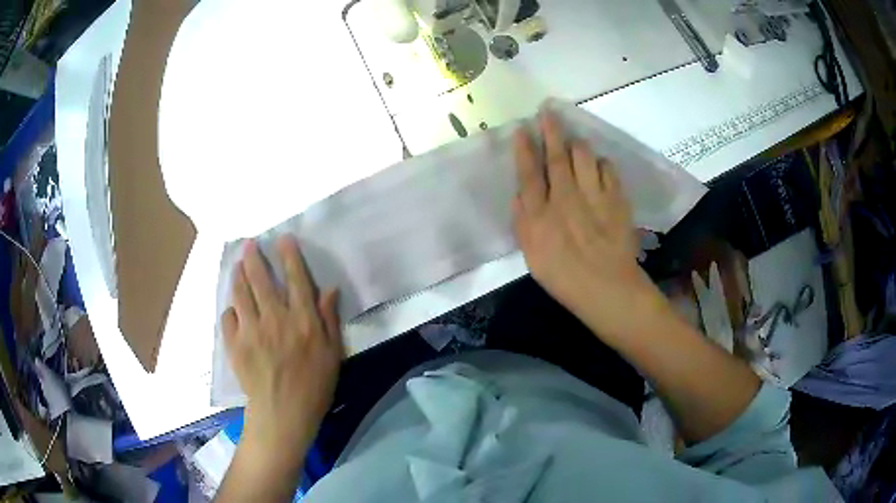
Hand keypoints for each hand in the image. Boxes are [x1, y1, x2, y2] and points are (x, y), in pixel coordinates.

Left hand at [221, 237, 342, 449]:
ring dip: (238, 274)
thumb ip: (329, 319)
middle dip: (254, 256)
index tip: (283, 239)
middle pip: (260, 278)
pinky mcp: (234, 343)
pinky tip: (233, 308)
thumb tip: (329, 289)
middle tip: (249, 243)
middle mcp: (275, 317)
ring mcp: (251, 329)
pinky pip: (228, 317)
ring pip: (240, 292)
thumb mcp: (333, 354)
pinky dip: (230, 309)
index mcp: (302, 320)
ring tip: (237, 265)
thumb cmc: (314, 386)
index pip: (296, 278)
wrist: (283, 414)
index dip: (289, 255)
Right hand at [512, 111, 667, 339]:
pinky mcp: (616, 199)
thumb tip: (519, 194)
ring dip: (577, 144)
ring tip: (573, 140)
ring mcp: (594, 196)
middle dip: (551, 131)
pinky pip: (608, 169)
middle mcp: (566, 197)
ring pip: (584, 156)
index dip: (525, 149)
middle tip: (548, 112)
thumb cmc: (565, 278)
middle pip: (557, 157)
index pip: (529, 173)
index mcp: (542, 213)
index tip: (523, 129)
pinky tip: (599, 165)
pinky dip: (602, 162)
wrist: (608, 289)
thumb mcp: (533, 257)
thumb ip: (523, 223)